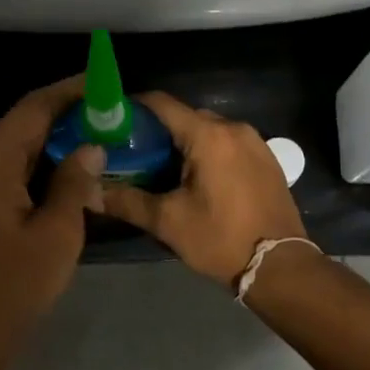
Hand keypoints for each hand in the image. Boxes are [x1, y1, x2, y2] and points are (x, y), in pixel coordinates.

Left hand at [0, 77, 104, 352]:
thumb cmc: (13, 286)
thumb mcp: (57, 234)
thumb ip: (73, 183)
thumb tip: (90, 147)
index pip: (30, 110)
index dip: (67, 92)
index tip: (100, 82)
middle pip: (18, 128)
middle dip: (62, 118)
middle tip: (105, 114)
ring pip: (10, 151)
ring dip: (48, 144)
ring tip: (91, 139)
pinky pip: (1, 172)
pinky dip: (32, 167)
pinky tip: (61, 173)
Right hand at [101, 92, 308, 287]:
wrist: (280, 265)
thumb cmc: (220, 239)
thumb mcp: (168, 221)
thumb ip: (126, 201)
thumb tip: (90, 192)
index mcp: (208, 136)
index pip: (162, 104)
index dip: (134, 107)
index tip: (112, 120)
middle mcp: (234, 128)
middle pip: (186, 116)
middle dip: (158, 130)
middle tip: (132, 152)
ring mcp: (255, 142)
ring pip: (208, 130)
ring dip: (184, 142)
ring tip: (160, 167)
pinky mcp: (266, 159)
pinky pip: (228, 143)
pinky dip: (207, 151)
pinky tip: (194, 177)